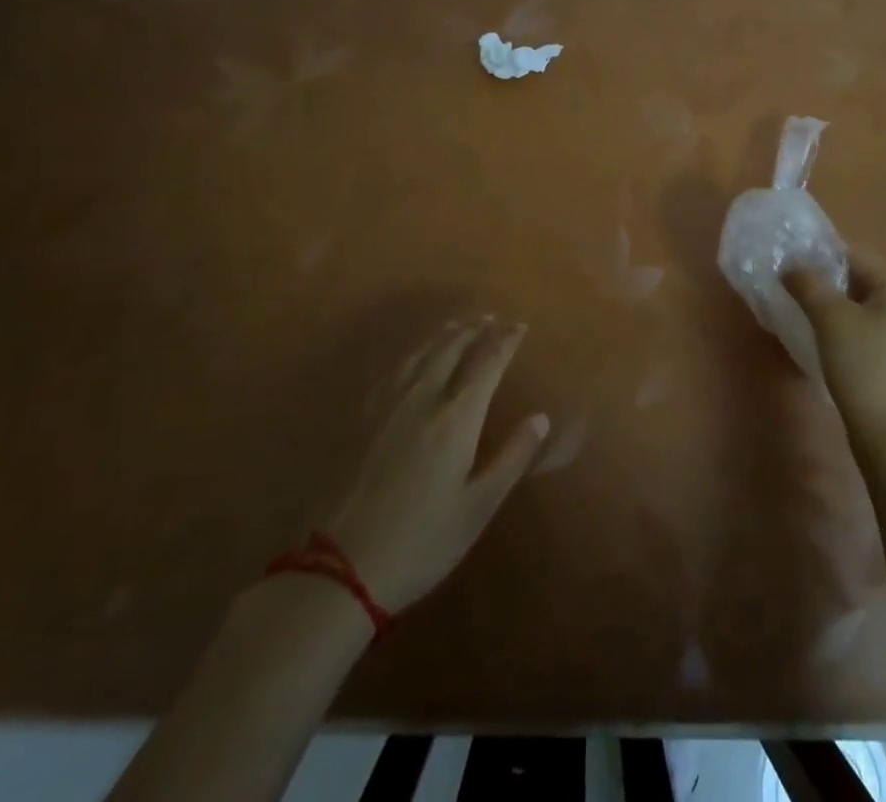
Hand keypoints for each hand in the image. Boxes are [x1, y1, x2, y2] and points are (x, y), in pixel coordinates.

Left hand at [324, 317, 549, 612]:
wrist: (344, 567)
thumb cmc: (424, 540)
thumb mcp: (479, 505)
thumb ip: (512, 456)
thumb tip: (541, 417)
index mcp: (457, 417)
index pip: (487, 363)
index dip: (505, 341)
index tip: (520, 326)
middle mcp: (424, 399)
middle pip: (452, 349)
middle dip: (475, 329)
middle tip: (492, 318)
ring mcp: (390, 407)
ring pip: (421, 354)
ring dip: (444, 334)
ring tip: (458, 324)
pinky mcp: (365, 421)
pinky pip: (394, 371)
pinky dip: (413, 352)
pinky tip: (413, 356)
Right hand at [784, 251, 885, 453]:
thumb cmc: (862, 365)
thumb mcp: (830, 318)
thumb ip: (807, 284)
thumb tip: (790, 266)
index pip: (855, 254)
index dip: (820, 254)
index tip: (789, 263)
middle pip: (857, 276)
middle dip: (823, 278)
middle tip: (790, 284)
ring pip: (857, 301)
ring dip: (829, 301)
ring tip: (798, 305)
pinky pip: (861, 322)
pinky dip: (839, 320)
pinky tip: (817, 330)